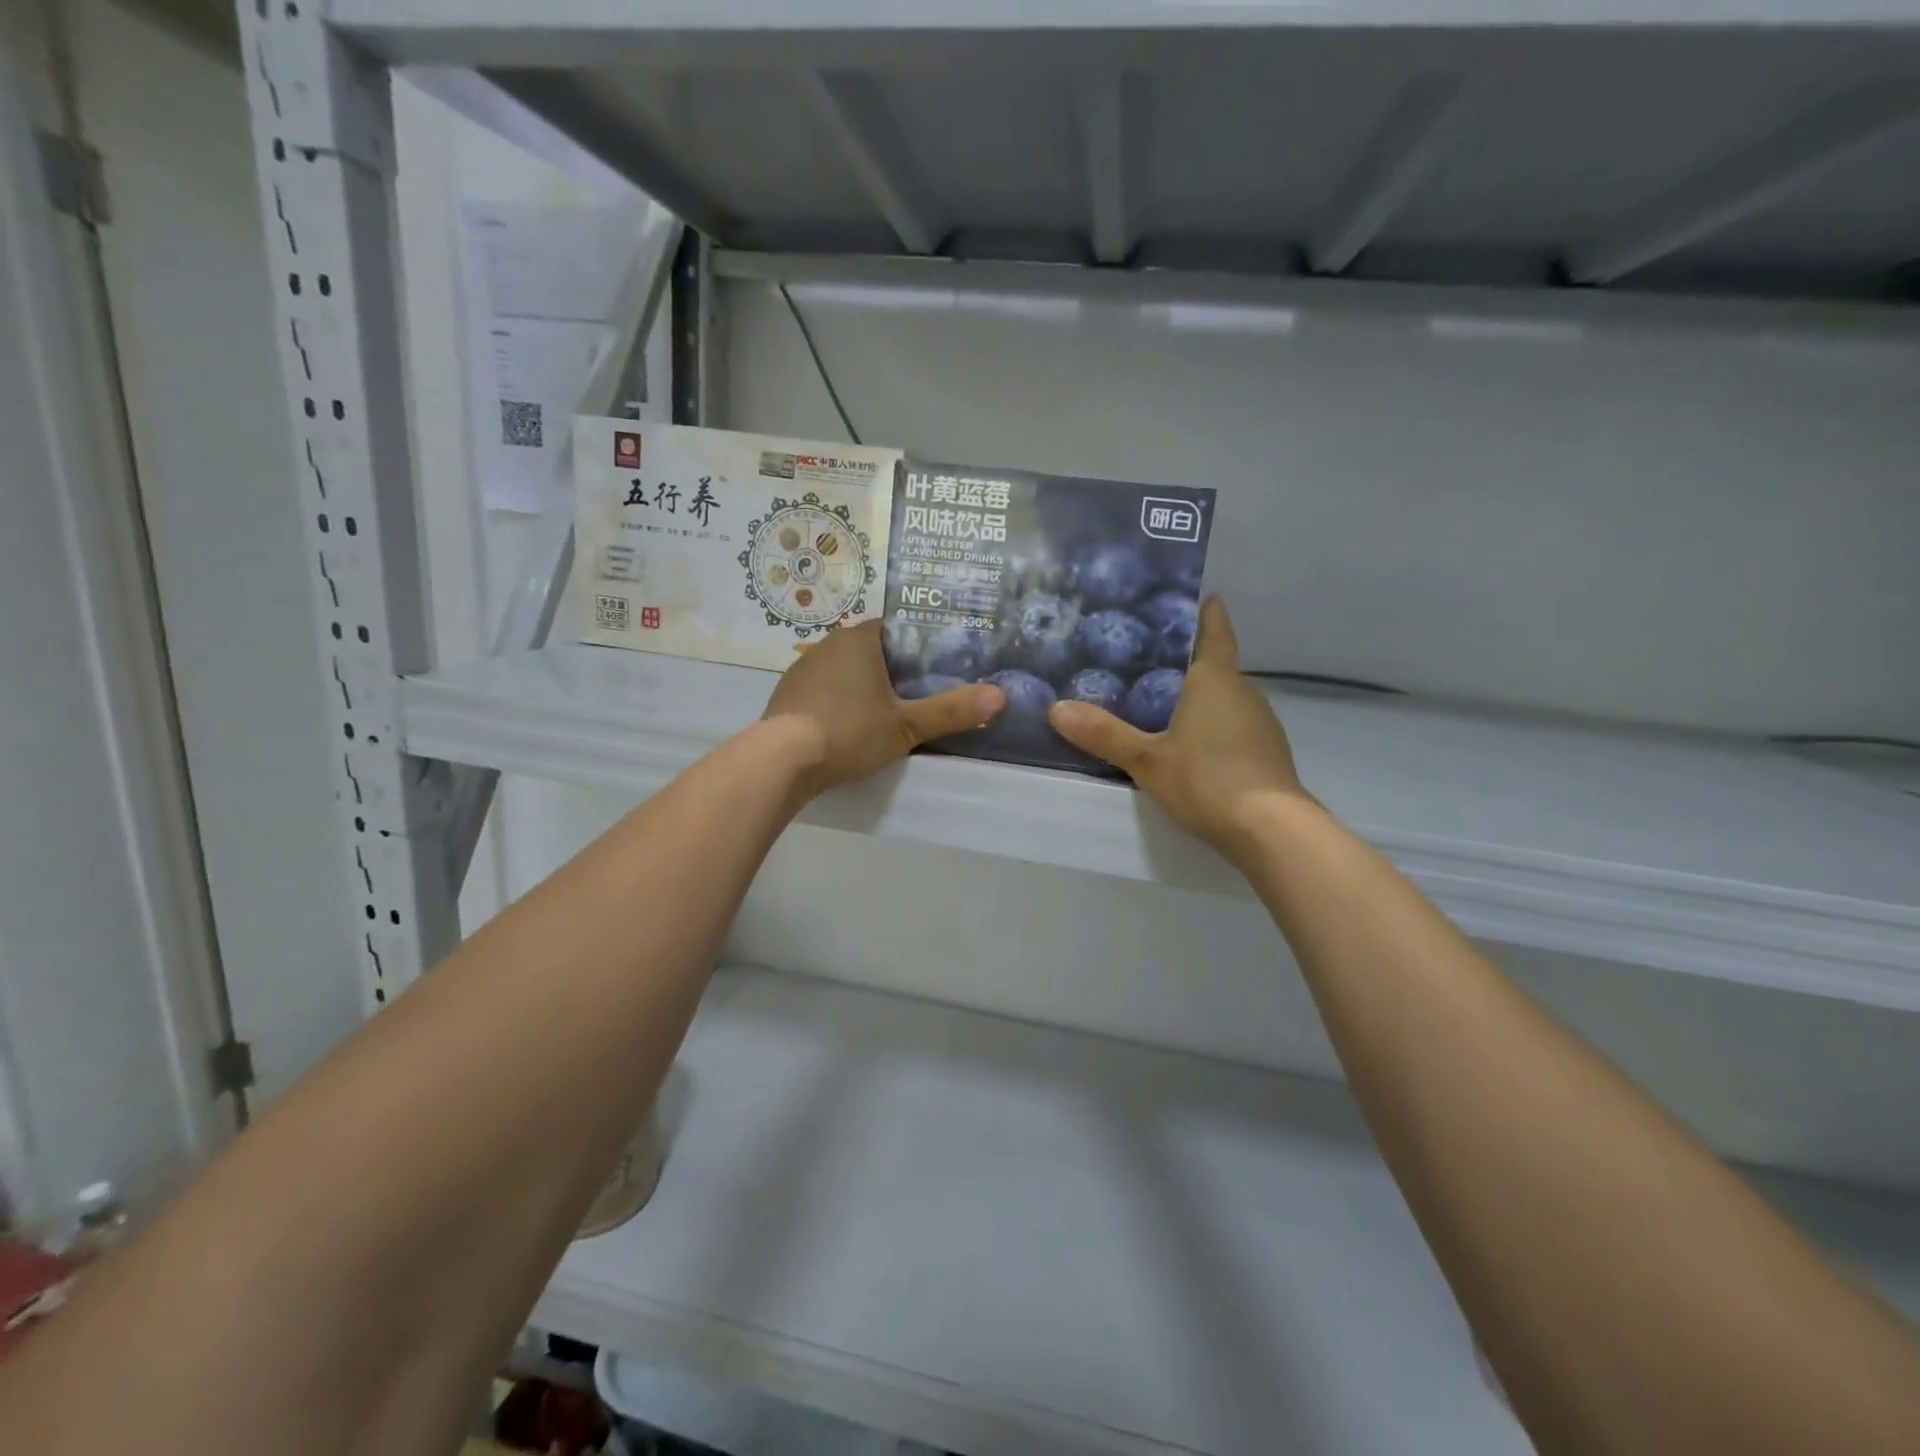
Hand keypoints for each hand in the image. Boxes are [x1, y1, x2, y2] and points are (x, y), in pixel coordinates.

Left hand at [761, 620, 1004, 796]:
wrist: (781, 761)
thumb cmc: (849, 732)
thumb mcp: (906, 726)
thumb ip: (952, 711)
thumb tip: (1001, 696)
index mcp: (859, 640)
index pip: (898, 628)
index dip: (922, 643)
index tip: (942, 662)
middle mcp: (829, 644)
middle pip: (873, 648)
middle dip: (896, 667)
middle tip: (924, 689)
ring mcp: (804, 668)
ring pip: (847, 669)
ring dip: (866, 684)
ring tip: (890, 708)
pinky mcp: (788, 694)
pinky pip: (825, 689)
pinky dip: (841, 699)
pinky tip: (850, 723)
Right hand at [1048, 598, 1310, 861]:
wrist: (1271, 830)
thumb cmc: (1207, 779)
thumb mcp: (1147, 759)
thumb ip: (1104, 735)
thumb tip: (1056, 708)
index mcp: (1216, 680)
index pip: (1215, 632)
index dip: (1208, 613)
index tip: (1204, 595)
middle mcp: (1243, 693)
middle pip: (1216, 666)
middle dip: (1188, 662)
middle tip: (1148, 659)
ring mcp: (1260, 724)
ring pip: (1225, 699)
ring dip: (1200, 697)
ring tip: (1162, 703)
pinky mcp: (1266, 754)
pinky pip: (1233, 726)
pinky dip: (1212, 726)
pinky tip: (1190, 745)